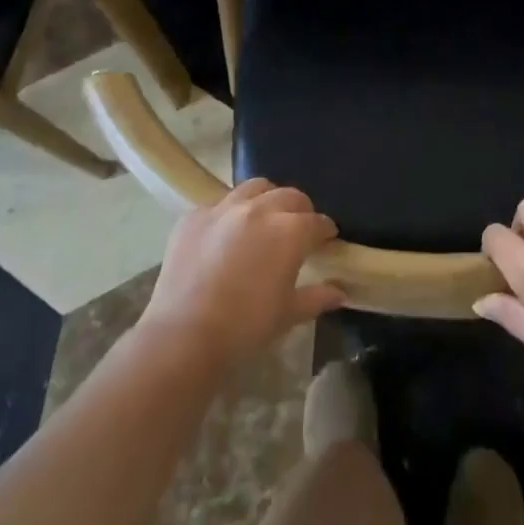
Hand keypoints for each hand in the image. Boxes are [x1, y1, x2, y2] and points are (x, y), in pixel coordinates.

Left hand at [142, 179, 345, 365]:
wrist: (183, 336)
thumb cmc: (245, 328)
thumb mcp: (287, 315)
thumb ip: (317, 297)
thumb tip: (340, 293)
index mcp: (290, 231)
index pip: (317, 221)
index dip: (325, 230)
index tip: (326, 239)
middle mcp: (260, 209)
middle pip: (289, 196)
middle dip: (299, 209)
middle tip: (298, 228)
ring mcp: (224, 208)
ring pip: (254, 188)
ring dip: (266, 199)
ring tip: (263, 218)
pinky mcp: (194, 216)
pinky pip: (218, 205)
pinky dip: (228, 214)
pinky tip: (224, 235)